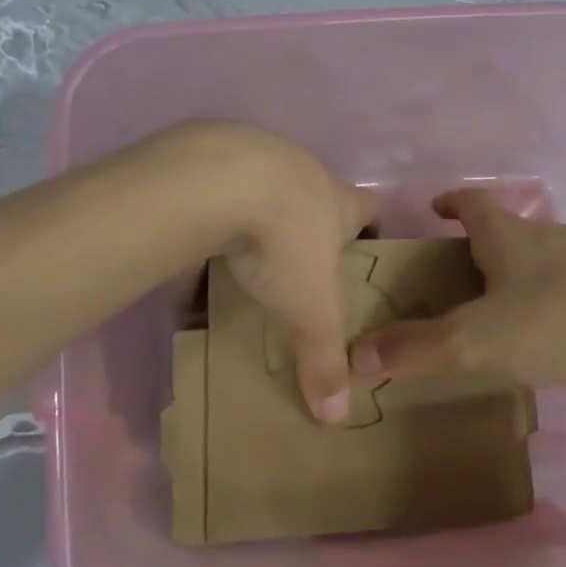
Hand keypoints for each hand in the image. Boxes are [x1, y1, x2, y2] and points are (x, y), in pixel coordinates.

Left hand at [160, 121, 376, 423]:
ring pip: (267, 183)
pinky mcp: (213, 150)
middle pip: (317, 193)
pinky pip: (219, 182)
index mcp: (338, 202)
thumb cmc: (283, 242)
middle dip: (309, 224)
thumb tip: (337, 416)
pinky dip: (214, 205)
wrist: (218, 180)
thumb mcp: (308, 309)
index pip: (369, 206)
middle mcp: (304, 171)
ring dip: (259, 211)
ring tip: (241, 249)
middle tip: (295, 263)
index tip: (360, 249)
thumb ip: (323, 358)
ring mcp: (259, 153)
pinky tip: (196, 234)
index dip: (369, 225)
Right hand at [348, 188, 565, 390]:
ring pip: (538, 260)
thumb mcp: (477, 340)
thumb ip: (417, 349)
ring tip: (494, 311)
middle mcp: (547, 237)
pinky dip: (546, 301)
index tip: (434, 209)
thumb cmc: (560, 321)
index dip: (450, 202)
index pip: (472, 202)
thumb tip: (355, 355)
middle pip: (504, 230)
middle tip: (452, 277)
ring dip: (513, 275)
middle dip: (476, 246)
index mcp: (510, 235)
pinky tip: (547, 336)